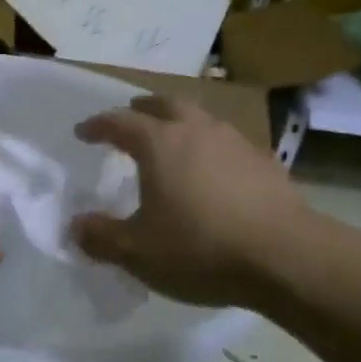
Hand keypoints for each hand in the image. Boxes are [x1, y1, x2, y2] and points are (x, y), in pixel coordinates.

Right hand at [70, 94, 296, 307]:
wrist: (286, 256)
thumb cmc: (200, 249)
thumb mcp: (138, 252)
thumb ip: (101, 237)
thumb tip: (74, 226)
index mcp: (160, 143)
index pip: (120, 122)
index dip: (97, 125)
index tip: (83, 132)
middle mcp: (197, 130)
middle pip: (165, 105)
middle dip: (143, 108)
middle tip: (131, 116)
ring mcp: (235, 142)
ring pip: (201, 118)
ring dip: (180, 122)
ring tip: (173, 140)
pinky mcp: (264, 162)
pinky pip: (228, 142)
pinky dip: (210, 147)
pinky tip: (214, 170)